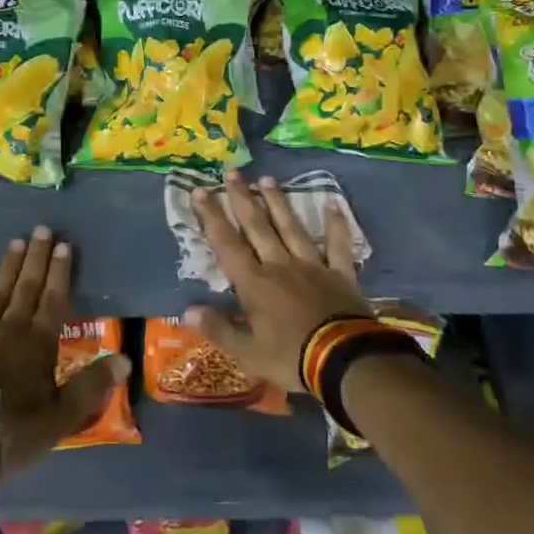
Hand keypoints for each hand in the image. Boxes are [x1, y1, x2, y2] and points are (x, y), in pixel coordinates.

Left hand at [0, 226, 127, 473]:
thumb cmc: (10, 433)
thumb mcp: (59, 418)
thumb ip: (90, 387)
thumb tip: (124, 360)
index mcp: (38, 343)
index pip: (54, 299)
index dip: (60, 271)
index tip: (64, 245)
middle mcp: (10, 328)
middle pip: (26, 286)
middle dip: (36, 257)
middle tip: (41, 229)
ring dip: (8, 265)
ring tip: (16, 242)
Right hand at [185, 170, 369, 392]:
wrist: (346, 361)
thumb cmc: (292, 358)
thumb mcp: (248, 353)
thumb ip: (219, 329)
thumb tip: (187, 310)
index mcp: (254, 284)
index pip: (227, 244)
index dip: (212, 217)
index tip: (200, 191)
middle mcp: (280, 266)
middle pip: (257, 227)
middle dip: (242, 199)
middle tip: (232, 172)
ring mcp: (312, 266)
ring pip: (291, 228)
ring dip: (278, 203)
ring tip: (267, 179)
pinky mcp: (341, 274)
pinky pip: (338, 245)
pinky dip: (335, 226)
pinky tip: (333, 205)